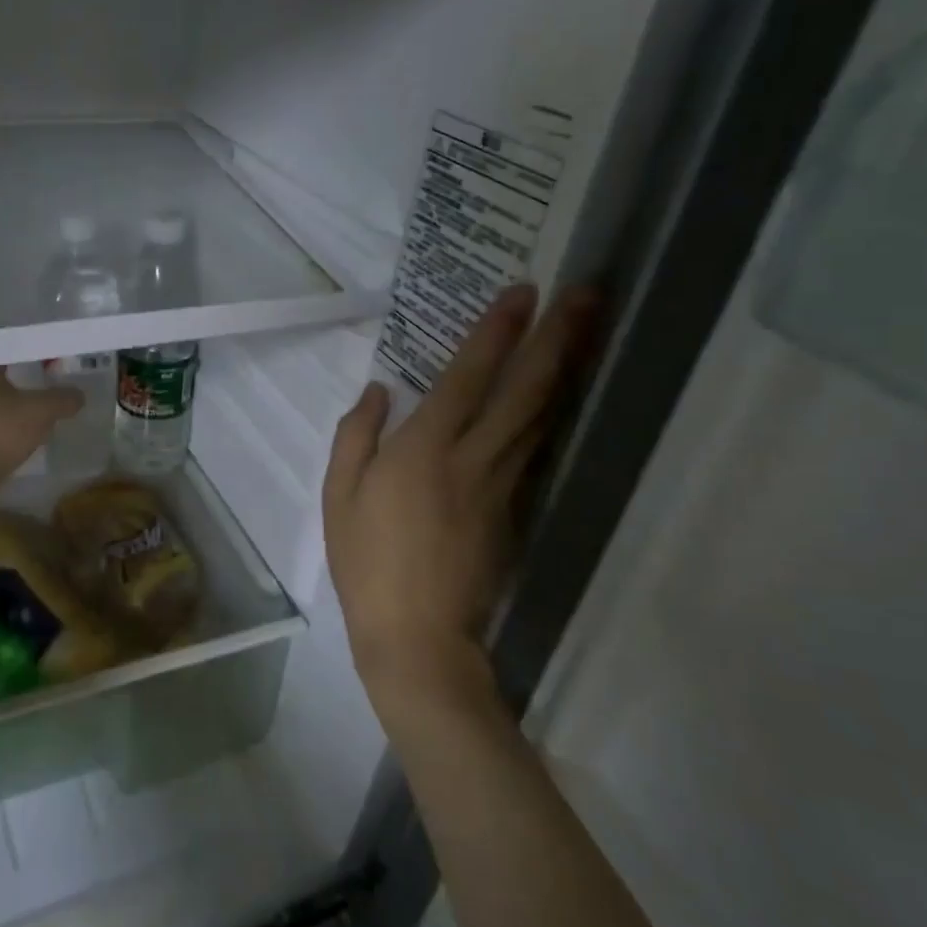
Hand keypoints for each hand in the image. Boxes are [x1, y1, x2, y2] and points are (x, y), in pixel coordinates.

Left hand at [0, 367, 83, 485]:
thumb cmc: (1, 430)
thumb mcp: (42, 411)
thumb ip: (62, 399)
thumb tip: (79, 395)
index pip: (4, 353)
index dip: (26, 356)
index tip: (44, 360)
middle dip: (18, 381)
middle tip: (42, 383)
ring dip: (10, 406)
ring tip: (34, 411)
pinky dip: (3, 426)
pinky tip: (19, 434)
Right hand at [323, 284, 597, 713]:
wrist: (416, 634)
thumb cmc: (365, 561)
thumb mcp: (338, 495)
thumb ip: (356, 435)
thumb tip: (379, 391)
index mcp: (424, 449)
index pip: (469, 376)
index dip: (497, 331)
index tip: (524, 291)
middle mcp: (473, 457)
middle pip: (525, 389)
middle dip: (558, 338)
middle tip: (588, 294)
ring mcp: (502, 484)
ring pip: (541, 417)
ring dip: (565, 370)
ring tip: (586, 331)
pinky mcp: (515, 510)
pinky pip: (535, 449)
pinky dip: (551, 414)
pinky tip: (558, 396)